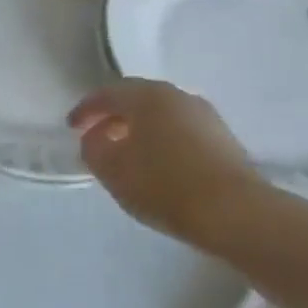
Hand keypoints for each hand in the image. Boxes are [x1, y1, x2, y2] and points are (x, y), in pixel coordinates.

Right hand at [69, 79, 263, 241]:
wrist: (236, 213)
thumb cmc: (164, 185)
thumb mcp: (112, 170)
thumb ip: (93, 147)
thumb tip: (95, 136)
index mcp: (147, 96)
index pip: (107, 94)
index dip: (85, 110)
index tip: (71, 128)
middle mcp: (178, 96)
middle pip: (137, 99)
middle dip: (113, 116)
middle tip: (96, 137)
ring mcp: (205, 116)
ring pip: (161, 115)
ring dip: (139, 129)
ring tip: (126, 154)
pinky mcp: (223, 139)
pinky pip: (181, 131)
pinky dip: (162, 140)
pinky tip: (157, 165)